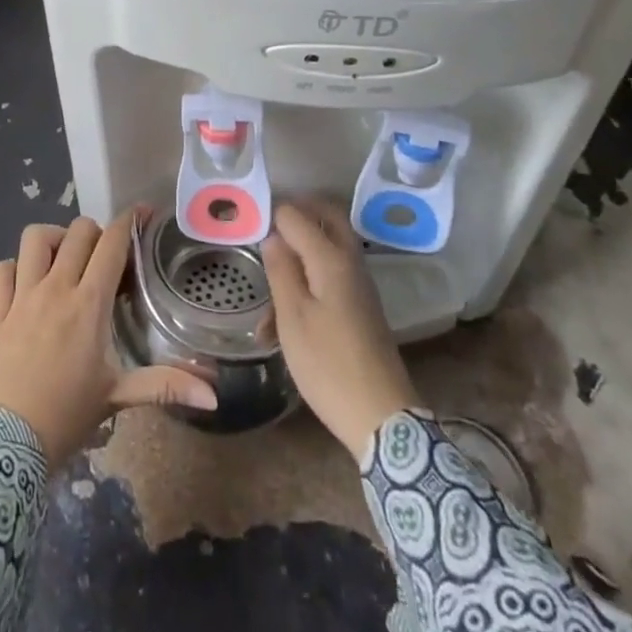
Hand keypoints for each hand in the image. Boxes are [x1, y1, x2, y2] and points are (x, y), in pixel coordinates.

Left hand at [0, 212, 216, 466]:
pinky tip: (23, 283)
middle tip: (104, 256)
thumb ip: (165, 386)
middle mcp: (55, 288)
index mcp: (89, 303)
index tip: (142, 213)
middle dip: (95, 233)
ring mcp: (20, 297)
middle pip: (77, 231)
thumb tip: (214, 394)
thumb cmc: (65, 419)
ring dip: (53, 240)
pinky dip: (12, 268)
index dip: (129, 221)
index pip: (112, 243)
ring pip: (34, 239)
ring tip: (63, 259)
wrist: (1, 448)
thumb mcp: (116, 398)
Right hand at [262, 201, 420, 460]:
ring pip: (327, 248)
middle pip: (326, 218)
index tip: (249, 223)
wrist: (381, 417)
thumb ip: (281, 270)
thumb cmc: (328, 364)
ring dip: (300, 250)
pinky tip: (284, 312)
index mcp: (331, 258)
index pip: (298, 215)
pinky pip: (331, 274)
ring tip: (269, 277)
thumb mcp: (293, 317)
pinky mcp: (360, 306)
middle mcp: (350, 262)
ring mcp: (358, 284)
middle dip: (297, 214)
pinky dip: (309, 278)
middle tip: (268, 222)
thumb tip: (273, 236)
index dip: (273, 214)